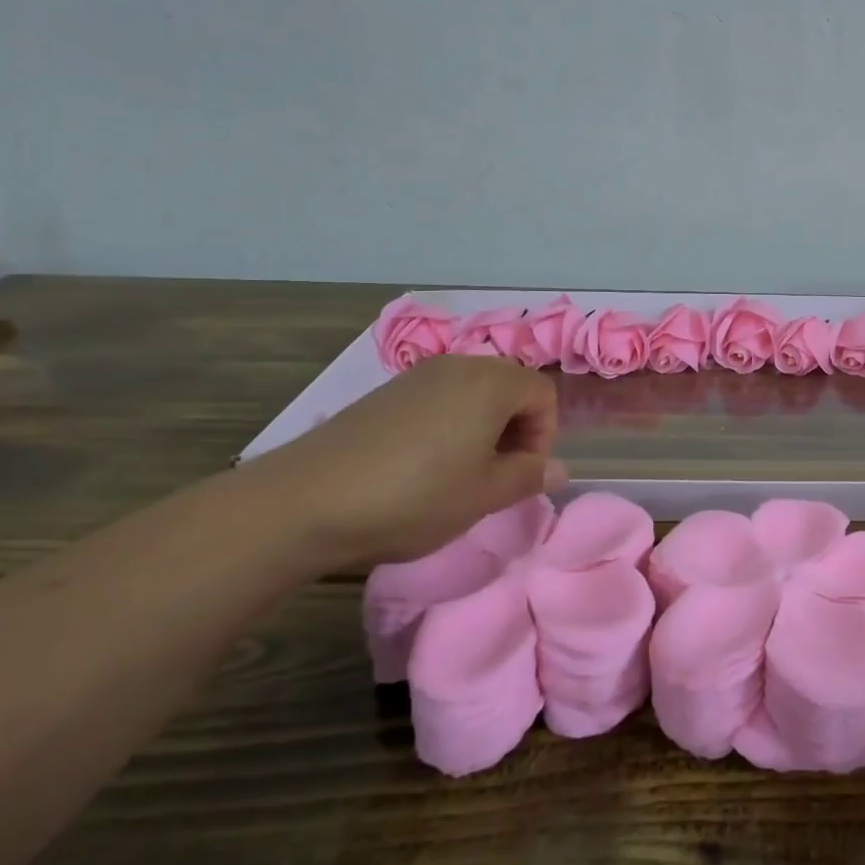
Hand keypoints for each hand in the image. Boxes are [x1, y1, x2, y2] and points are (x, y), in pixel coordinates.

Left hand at [250, 356, 565, 568]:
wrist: (306, 499)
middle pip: (510, 386)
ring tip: (460, 472)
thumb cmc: (414, 496)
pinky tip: (422, 464)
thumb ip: (529, 477)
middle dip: (516, 428)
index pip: (543, 394)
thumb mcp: (483, 496)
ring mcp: (419, 374)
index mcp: (492, 383)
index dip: (544, 435)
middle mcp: (460, 365)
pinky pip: (439, 397)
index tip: (521, 475)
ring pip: (474, 391)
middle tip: (495, 475)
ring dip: (483, 426)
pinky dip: (449, 423)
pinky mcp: (388, 391)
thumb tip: (558, 470)